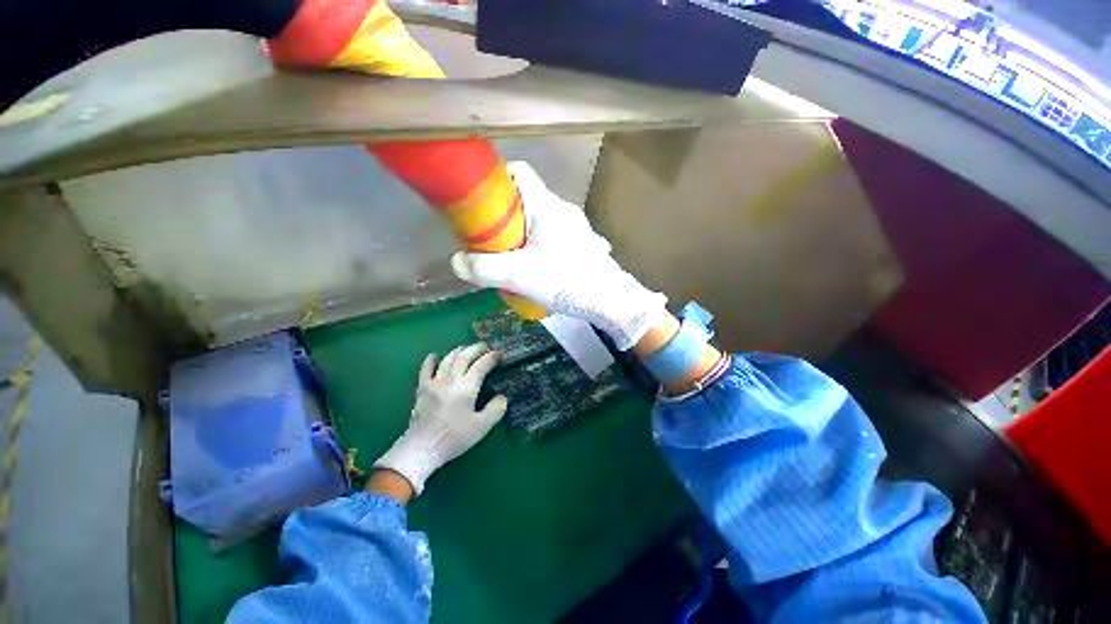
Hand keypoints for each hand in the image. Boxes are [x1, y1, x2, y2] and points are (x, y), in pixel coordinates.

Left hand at [373, 343, 506, 494]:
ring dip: (458, 351)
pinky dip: (431, 360)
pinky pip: (426, 369)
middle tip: (485, 346)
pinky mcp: (422, 389)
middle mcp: (451, 380)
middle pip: (464, 357)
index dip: (492, 357)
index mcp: (467, 387)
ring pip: (447, 359)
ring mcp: (434, 383)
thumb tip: (502, 397)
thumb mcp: (482, 427)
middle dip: (476, 348)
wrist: (422, 448)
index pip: (481, 365)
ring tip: (465, 349)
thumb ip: (495, 410)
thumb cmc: (454, 437)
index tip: (499, 353)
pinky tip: (435, 356)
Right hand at [451, 162, 666, 349]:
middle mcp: (564, 210)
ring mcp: (577, 228)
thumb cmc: (567, 281)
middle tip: (491, 241)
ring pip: (541, 221)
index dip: (497, 182)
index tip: (481, 204)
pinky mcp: (583, 245)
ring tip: (512, 260)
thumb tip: (457, 262)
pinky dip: (540, 247)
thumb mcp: (519, 276)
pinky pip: (554, 237)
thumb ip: (483, 268)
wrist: (611, 302)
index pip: (519, 173)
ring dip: (522, 236)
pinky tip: (538, 270)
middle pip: (526, 201)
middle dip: (504, 217)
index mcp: (548, 206)